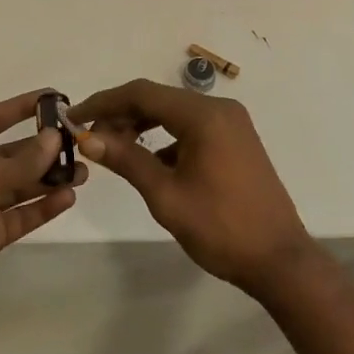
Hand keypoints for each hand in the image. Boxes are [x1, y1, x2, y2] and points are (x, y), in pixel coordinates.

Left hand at [0, 89, 85, 331]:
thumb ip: (22, 161)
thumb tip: (54, 137)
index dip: (20, 108)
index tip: (53, 98)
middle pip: (8, 156)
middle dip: (41, 150)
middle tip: (78, 144)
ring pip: (17, 187)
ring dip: (47, 179)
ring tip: (82, 172)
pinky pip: (19, 216)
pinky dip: (41, 207)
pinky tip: (68, 198)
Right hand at [69, 79, 313, 296]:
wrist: (280, 260)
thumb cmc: (220, 228)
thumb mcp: (166, 196)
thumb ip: (127, 160)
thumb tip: (88, 138)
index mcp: (203, 116)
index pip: (141, 93)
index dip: (103, 102)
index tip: (73, 116)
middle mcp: (219, 108)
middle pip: (158, 98)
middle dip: (120, 113)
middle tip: (88, 136)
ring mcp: (231, 122)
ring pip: (174, 112)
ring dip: (141, 124)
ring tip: (111, 147)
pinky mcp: (236, 139)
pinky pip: (191, 126)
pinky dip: (165, 136)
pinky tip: (148, 160)